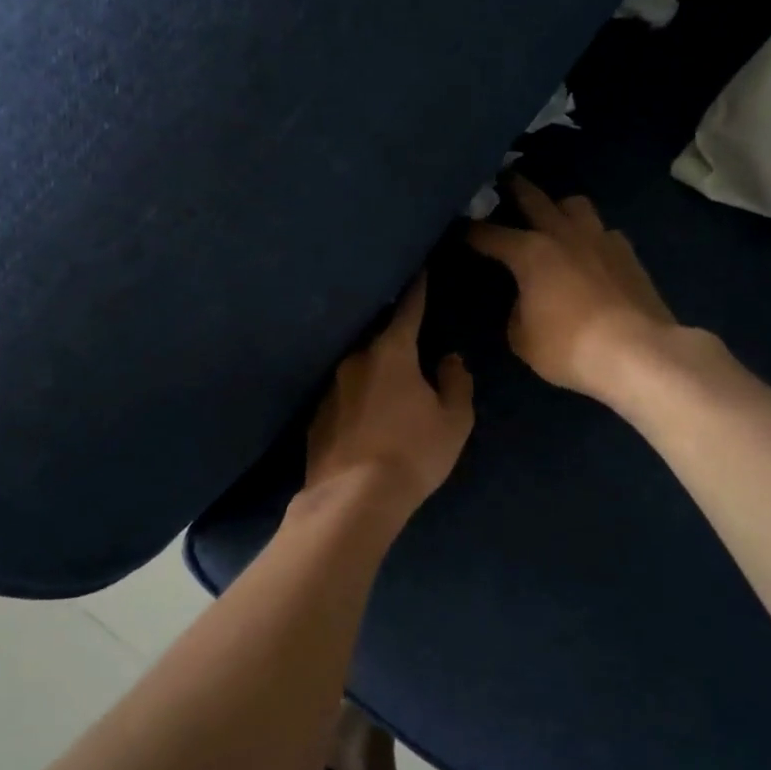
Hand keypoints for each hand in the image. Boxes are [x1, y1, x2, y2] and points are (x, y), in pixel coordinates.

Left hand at [304, 276, 474, 514]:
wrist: (352, 499)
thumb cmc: (412, 453)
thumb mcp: (453, 421)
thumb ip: (455, 382)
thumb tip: (448, 359)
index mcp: (391, 352)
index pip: (408, 310)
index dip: (417, 290)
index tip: (419, 270)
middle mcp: (354, 360)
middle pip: (379, 339)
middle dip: (394, 337)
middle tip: (409, 339)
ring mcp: (329, 388)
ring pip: (358, 368)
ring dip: (373, 371)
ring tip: (388, 385)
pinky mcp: (315, 417)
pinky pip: (343, 396)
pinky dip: (356, 398)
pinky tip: (364, 417)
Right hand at [468, 177, 681, 401]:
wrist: (638, 353)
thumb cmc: (569, 347)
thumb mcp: (523, 338)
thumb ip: (516, 311)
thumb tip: (523, 300)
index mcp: (530, 252)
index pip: (489, 234)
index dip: (469, 231)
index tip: (457, 227)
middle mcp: (563, 234)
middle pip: (533, 197)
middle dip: (513, 187)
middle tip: (502, 180)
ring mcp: (600, 239)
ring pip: (575, 204)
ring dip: (558, 206)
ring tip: (552, 217)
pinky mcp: (628, 254)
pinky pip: (604, 232)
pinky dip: (591, 236)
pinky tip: (590, 252)